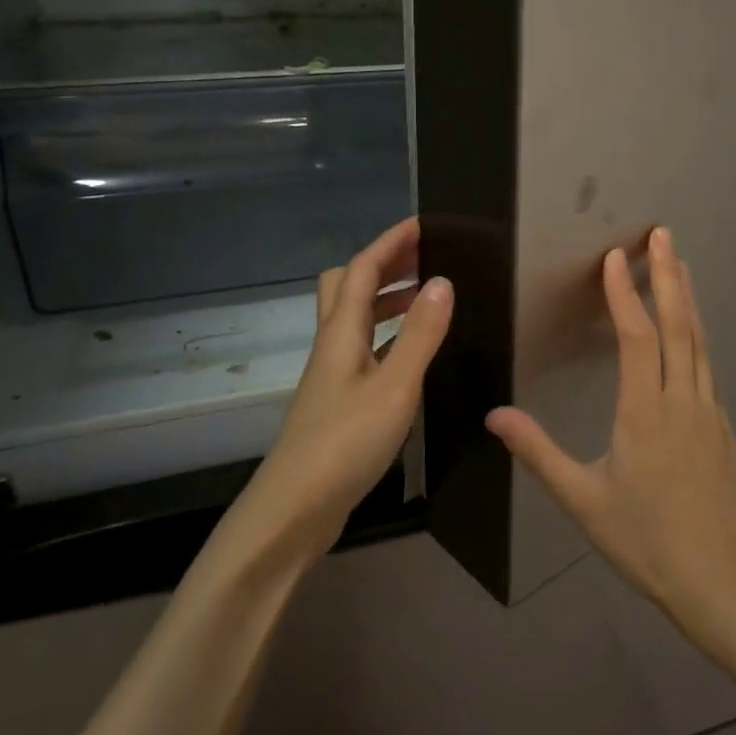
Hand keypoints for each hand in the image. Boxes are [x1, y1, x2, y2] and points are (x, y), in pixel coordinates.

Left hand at [241, 217, 452, 555]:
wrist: (293, 511)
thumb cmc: (344, 444)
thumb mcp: (394, 387)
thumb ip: (420, 335)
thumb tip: (442, 281)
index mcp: (340, 334)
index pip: (362, 269)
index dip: (391, 242)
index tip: (424, 223)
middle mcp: (331, 346)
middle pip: (347, 286)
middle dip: (384, 264)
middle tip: (425, 259)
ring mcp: (332, 376)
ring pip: (355, 319)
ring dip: (387, 300)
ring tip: (428, 299)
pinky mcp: (337, 402)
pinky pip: (364, 349)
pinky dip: (388, 336)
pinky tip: (412, 355)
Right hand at [486, 227, 735, 658]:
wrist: (719, 579)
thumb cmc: (645, 540)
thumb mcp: (582, 500)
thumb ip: (539, 452)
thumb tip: (495, 415)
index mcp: (644, 413)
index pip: (636, 337)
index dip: (625, 293)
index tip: (614, 258)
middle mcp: (681, 400)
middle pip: (678, 325)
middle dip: (668, 275)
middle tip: (663, 234)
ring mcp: (708, 411)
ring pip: (699, 342)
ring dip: (688, 298)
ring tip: (680, 263)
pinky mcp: (722, 426)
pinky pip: (708, 366)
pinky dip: (698, 334)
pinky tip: (693, 329)